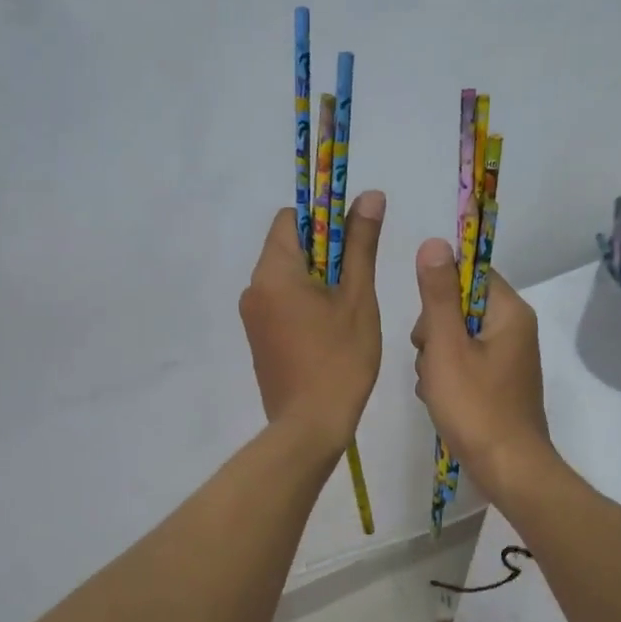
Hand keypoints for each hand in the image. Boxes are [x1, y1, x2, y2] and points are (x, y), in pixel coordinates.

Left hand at [238, 192, 385, 453]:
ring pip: (286, 278)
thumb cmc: (340, 359)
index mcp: (273, 271)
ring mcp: (252, 316)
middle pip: (288, 248)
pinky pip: (281, 304)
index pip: (291, 219)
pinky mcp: (258, 339)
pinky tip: (330, 331)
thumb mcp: (357, 297)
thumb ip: (361, 244)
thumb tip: (368, 195)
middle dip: (325, 253)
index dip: (324, 220)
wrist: (310, 426)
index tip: (353, 241)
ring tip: (347, 310)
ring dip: (317, 281)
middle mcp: (254, 288)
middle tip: (357, 281)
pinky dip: (304, 304)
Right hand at [411, 238, 553, 495]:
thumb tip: (434, 243)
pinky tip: (440, 398)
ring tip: (436, 386)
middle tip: (432, 360)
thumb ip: (438, 296)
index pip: (471, 274)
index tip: (428, 322)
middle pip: (460, 307)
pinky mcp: (499, 383)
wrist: (508, 470)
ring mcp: (508, 358)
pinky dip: (448, 377)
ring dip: (436, 357)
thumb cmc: (476, 406)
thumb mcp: (446, 347)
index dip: (441, 291)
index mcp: (510, 313)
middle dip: (434, 331)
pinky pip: (465, 363)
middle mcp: (515, 329)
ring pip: (457, 337)